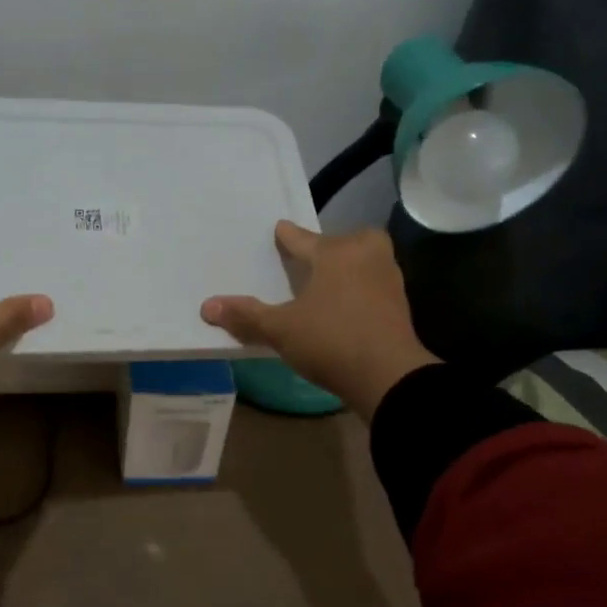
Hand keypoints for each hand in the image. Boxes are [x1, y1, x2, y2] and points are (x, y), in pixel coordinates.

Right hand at [202, 222, 438, 420]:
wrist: (389, 377)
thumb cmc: (331, 341)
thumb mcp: (281, 329)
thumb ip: (246, 316)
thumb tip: (206, 306)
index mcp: (336, 252)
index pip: (302, 238)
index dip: (286, 236)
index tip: (279, 229)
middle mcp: (366, 254)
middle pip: (338, 243)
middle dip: (323, 249)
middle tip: (305, 261)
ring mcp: (388, 277)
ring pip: (359, 262)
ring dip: (343, 270)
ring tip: (322, 283)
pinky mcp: (399, 302)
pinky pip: (370, 284)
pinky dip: (356, 289)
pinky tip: (342, 305)